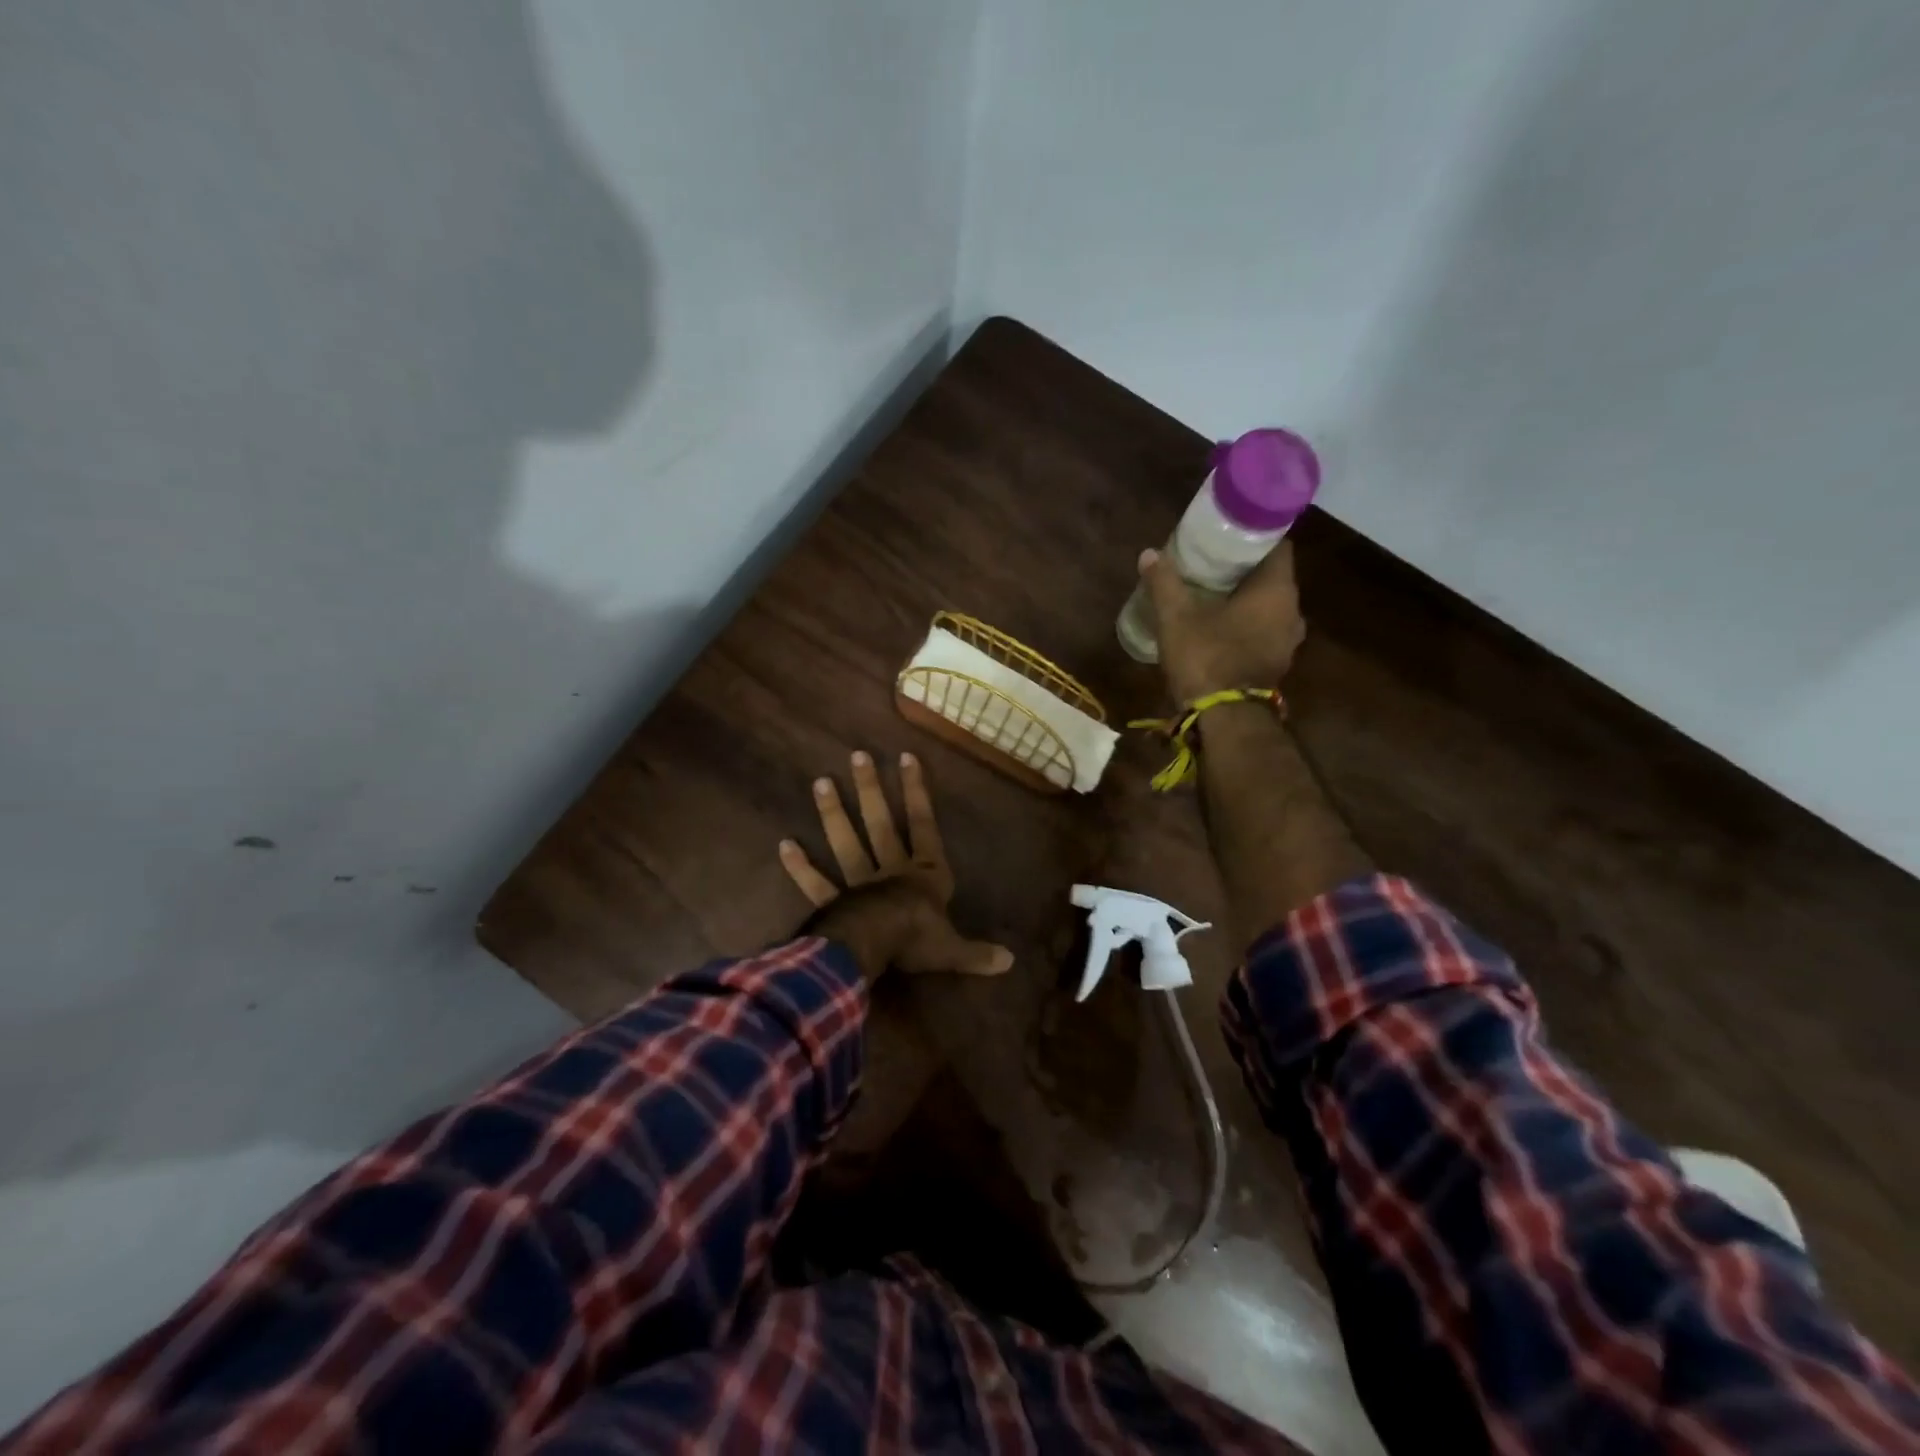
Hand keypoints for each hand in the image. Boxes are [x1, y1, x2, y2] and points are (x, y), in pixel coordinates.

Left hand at [780, 751, 1012, 981]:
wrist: (877, 948)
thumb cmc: (918, 941)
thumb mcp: (954, 949)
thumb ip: (977, 952)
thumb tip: (1010, 961)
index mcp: (924, 875)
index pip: (924, 825)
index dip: (917, 791)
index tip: (906, 756)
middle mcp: (891, 871)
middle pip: (880, 824)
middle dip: (871, 790)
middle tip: (857, 756)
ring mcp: (859, 883)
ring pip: (846, 843)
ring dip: (833, 814)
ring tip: (820, 782)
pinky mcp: (834, 902)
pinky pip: (816, 883)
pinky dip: (800, 867)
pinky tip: (785, 845)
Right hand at [1140, 539, 1305, 703]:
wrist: (1226, 719)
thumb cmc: (1206, 658)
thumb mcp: (1177, 617)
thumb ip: (1165, 583)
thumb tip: (1149, 554)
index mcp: (1276, 590)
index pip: (1278, 545)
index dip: (1255, 534)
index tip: (1229, 533)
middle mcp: (1292, 610)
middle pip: (1273, 576)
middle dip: (1245, 568)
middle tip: (1214, 560)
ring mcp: (1289, 641)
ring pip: (1270, 606)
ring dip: (1247, 599)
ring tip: (1215, 593)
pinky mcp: (1277, 663)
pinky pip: (1265, 631)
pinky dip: (1248, 624)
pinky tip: (1222, 626)